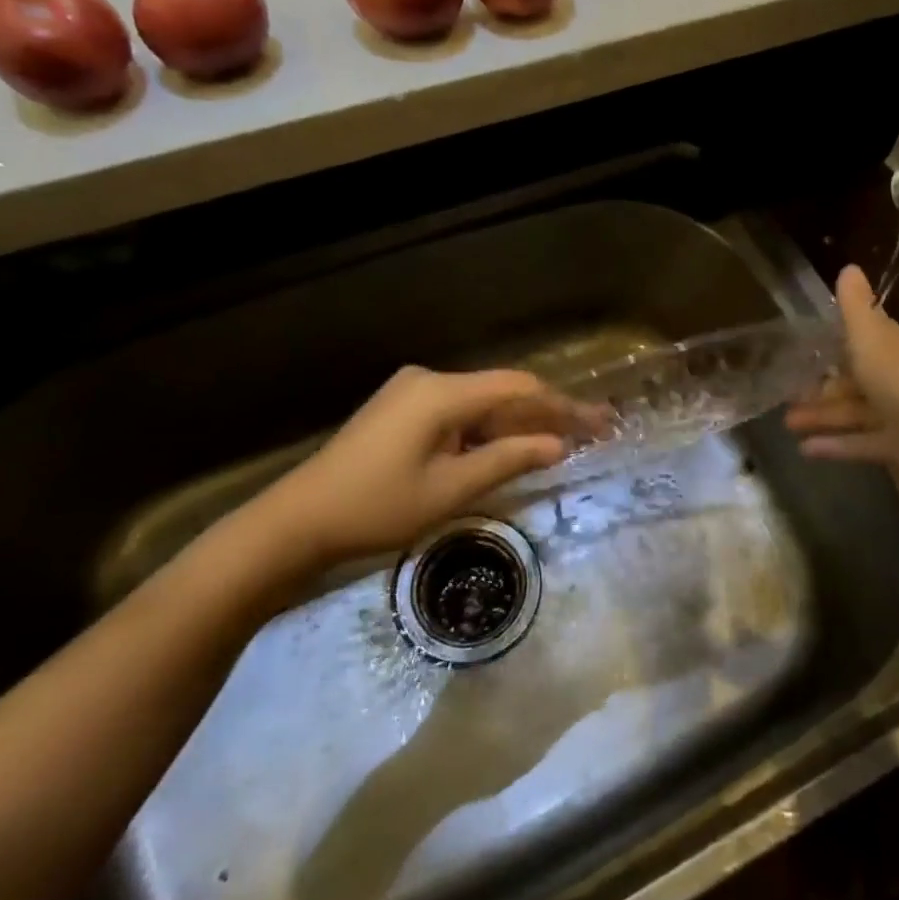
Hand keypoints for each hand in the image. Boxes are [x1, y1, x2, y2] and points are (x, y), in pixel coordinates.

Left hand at [224, 366, 581, 593]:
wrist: (298, 519)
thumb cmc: (376, 507)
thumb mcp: (450, 490)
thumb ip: (508, 460)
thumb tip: (559, 445)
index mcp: (441, 393)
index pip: (518, 388)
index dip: (562, 405)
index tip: (599, 423)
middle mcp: (429, 380)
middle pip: (501, 392)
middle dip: (544, 415)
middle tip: (589, 434)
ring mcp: (411, 392)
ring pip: (480, 404)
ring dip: (516, 425)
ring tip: (560, 445)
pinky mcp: (401, 409)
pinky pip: (457, 413)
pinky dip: (485, 431)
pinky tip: (509, 448)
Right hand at [785, 265, 898, 507]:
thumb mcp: (872, 336)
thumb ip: (855, 306)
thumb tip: (849, 266)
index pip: (869, 340)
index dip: (838, 345)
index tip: (805, 352)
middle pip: (859, 380)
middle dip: (823, 386)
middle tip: (787, 394)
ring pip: (857, 412)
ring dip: (822, 416)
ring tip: (787, 424)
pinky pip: (863, 442)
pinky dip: (836, 444)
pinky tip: (805, 450)